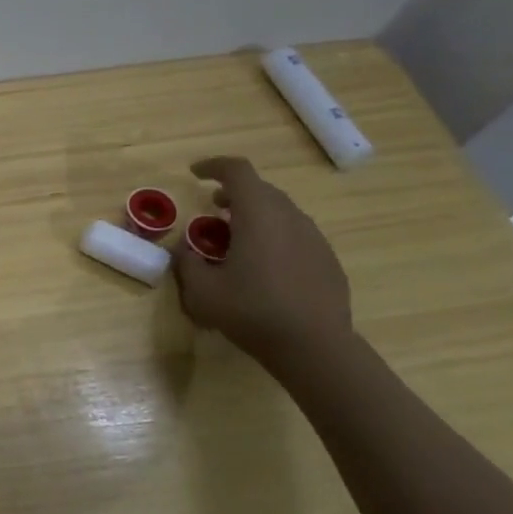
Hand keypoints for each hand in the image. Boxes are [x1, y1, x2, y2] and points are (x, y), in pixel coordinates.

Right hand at [172, 156, 352, 368]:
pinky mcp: (328, 260)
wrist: (315, 347)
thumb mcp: (201, 291)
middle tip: (212, 210)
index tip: (195, 173)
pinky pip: (296, 235)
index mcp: (258, 215)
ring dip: (255, 215)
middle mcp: (290, 217)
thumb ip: (187, 262)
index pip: (238, 171)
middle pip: (261, 189)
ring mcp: (314, 238)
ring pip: (281, 212)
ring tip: (236, 240)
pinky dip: (275, 237)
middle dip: (234, 193)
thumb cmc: (252, 312)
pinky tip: (264, 267)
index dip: (214, 166)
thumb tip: (185, 249)